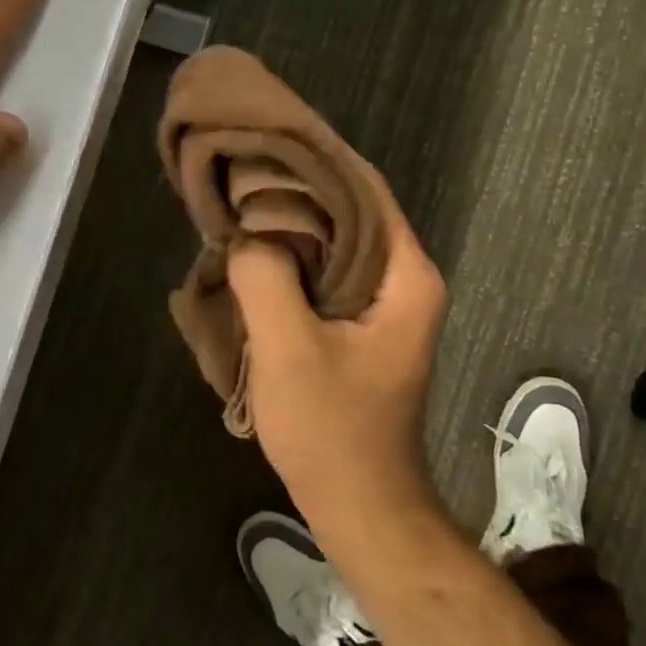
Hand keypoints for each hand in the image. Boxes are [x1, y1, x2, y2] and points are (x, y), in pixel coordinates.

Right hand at [228, 171, 447, 526]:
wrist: (360, 507)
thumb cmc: (332, 430)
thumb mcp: (288, 348)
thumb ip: (265, 276)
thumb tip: (247, 231)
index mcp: (405, 274)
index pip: (364, 186)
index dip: (316, 156)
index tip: (265, 138)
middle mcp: (404, 279)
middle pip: (350, 208)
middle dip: (297, 187)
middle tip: (241, 167)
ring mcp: (385, 304)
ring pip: (336, 239)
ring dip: (292, 222)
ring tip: (240, 199)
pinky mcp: (361, 325)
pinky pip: (327, 270)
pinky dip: (293, 255)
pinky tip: (254, 251)